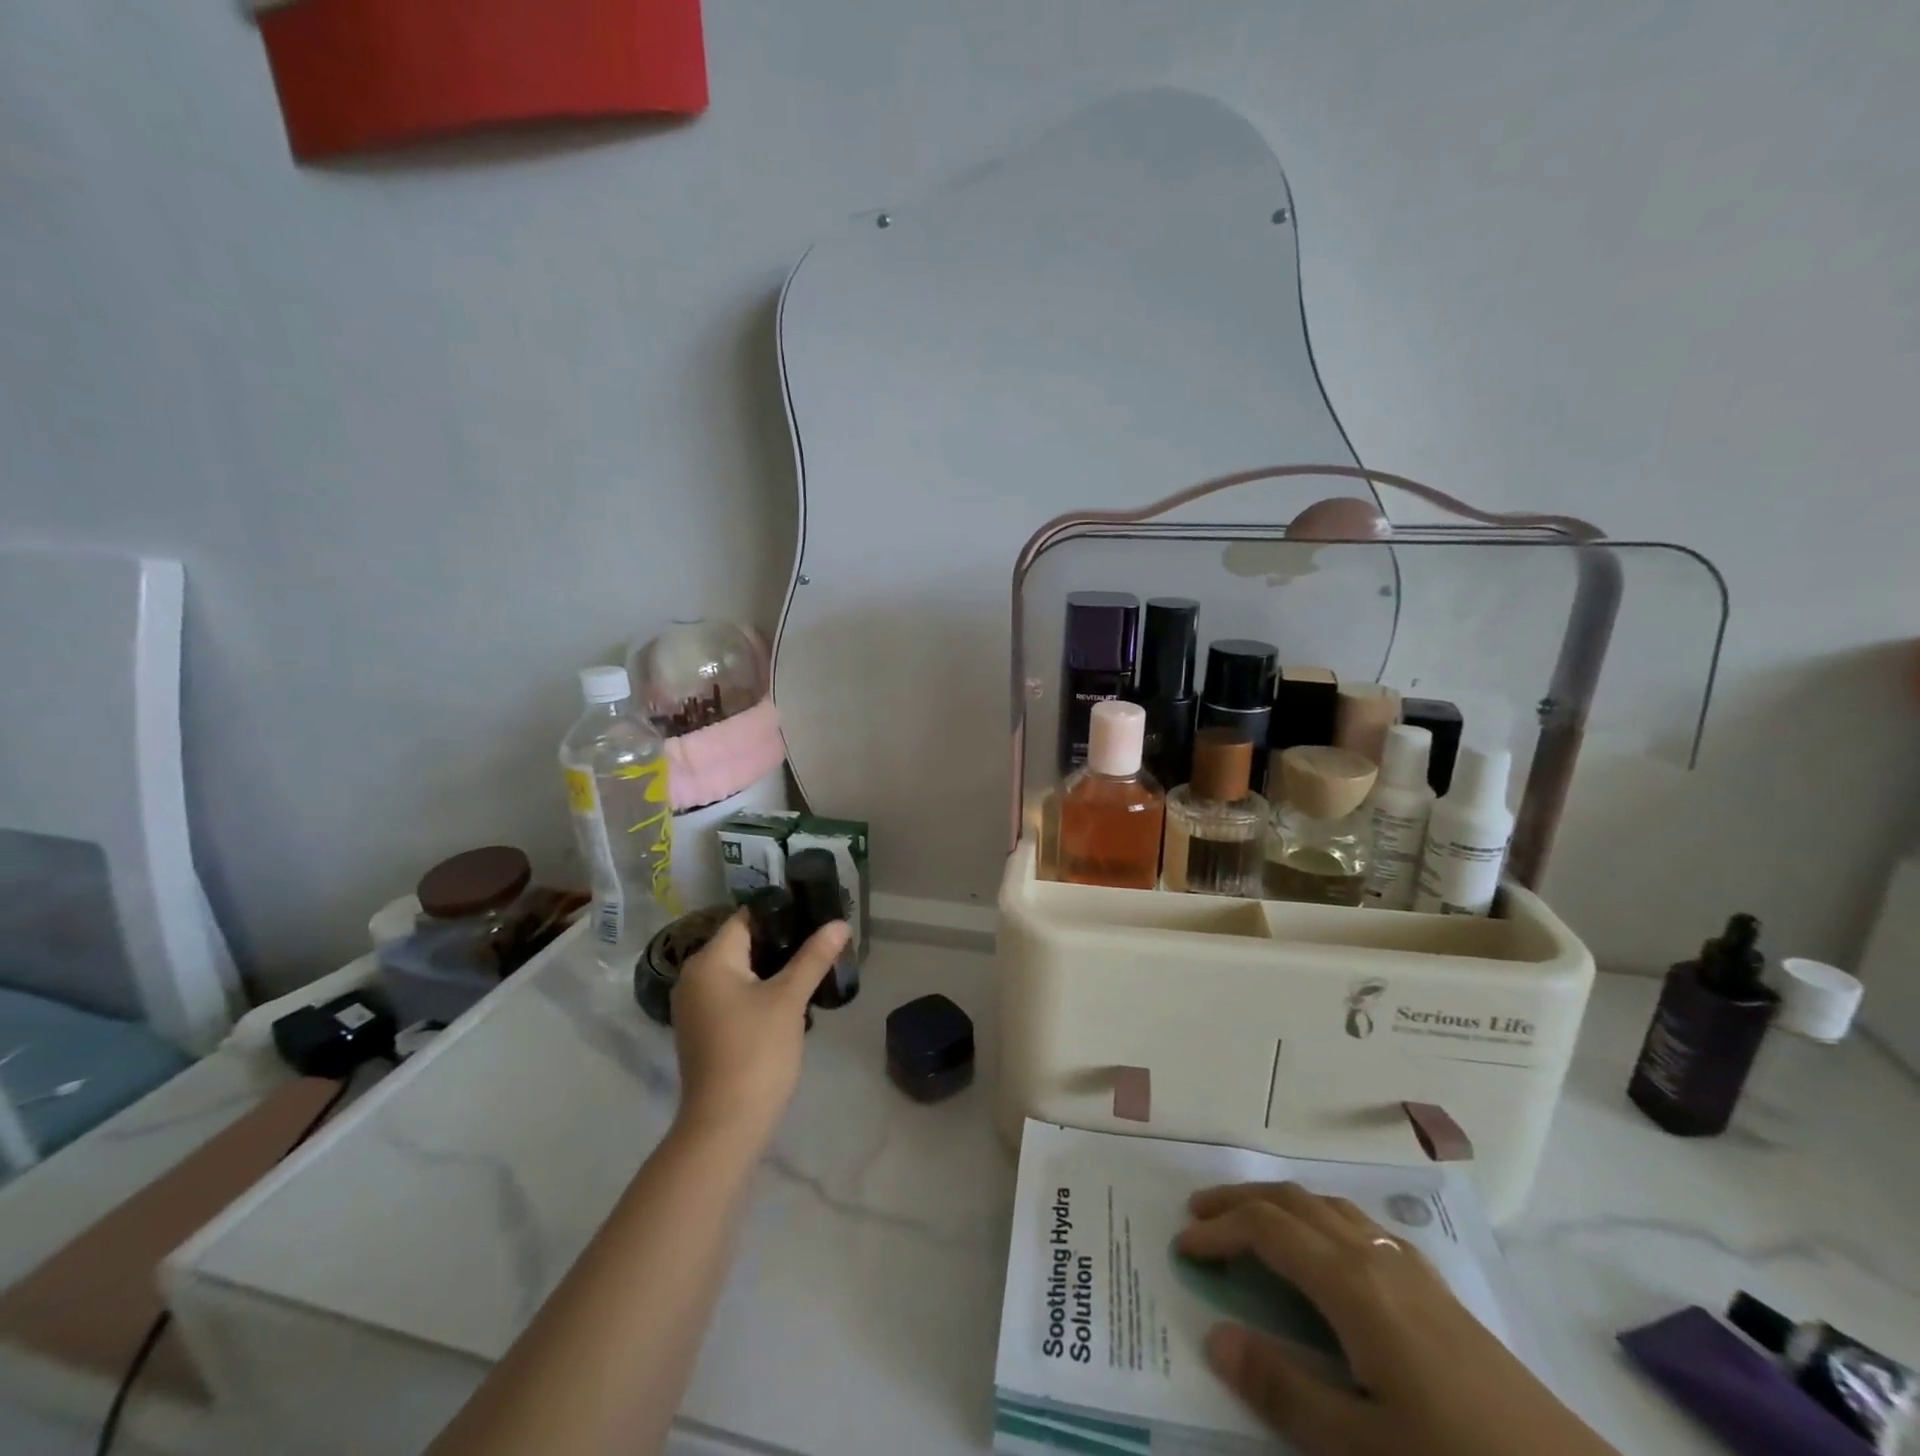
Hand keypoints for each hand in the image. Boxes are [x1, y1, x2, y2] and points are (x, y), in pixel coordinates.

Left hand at [669, 912, 848, 1146]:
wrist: (725, 1125)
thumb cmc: (756, 1051)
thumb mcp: (789, 998)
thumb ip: (814, 957)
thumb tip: (839, 923)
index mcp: (709, 960)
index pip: (746, 918)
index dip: (782, 913)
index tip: (815, 912)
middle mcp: (694, 976)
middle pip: (742, 943)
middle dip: (782, 941)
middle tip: (820, 940)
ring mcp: (696, 1005)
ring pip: (740, 970)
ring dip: (773, 967)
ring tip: (813, 965)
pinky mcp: (704, 1029)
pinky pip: (734, 994)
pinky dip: (759, 990)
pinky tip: (790, 998)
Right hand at [1178, 1184, 1617, 1455]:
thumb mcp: (1362, 1449)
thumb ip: (1284, 1388)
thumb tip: (1214, 1333)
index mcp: (1351, 1285)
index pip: (1266, 1230)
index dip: (1219, 1230)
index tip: (1182, 1247)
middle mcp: (1374, 1256)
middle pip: (1292, 1201)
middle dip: (1240, 1200)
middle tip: (1199, 1214)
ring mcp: (1409, 1268)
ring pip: (1327, 1205)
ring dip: (1279, 1203)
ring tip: (1250, 1220)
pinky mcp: (1436, 1290)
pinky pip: (1361, 1225)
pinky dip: (1321, 1218)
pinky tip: (1327, 1251)